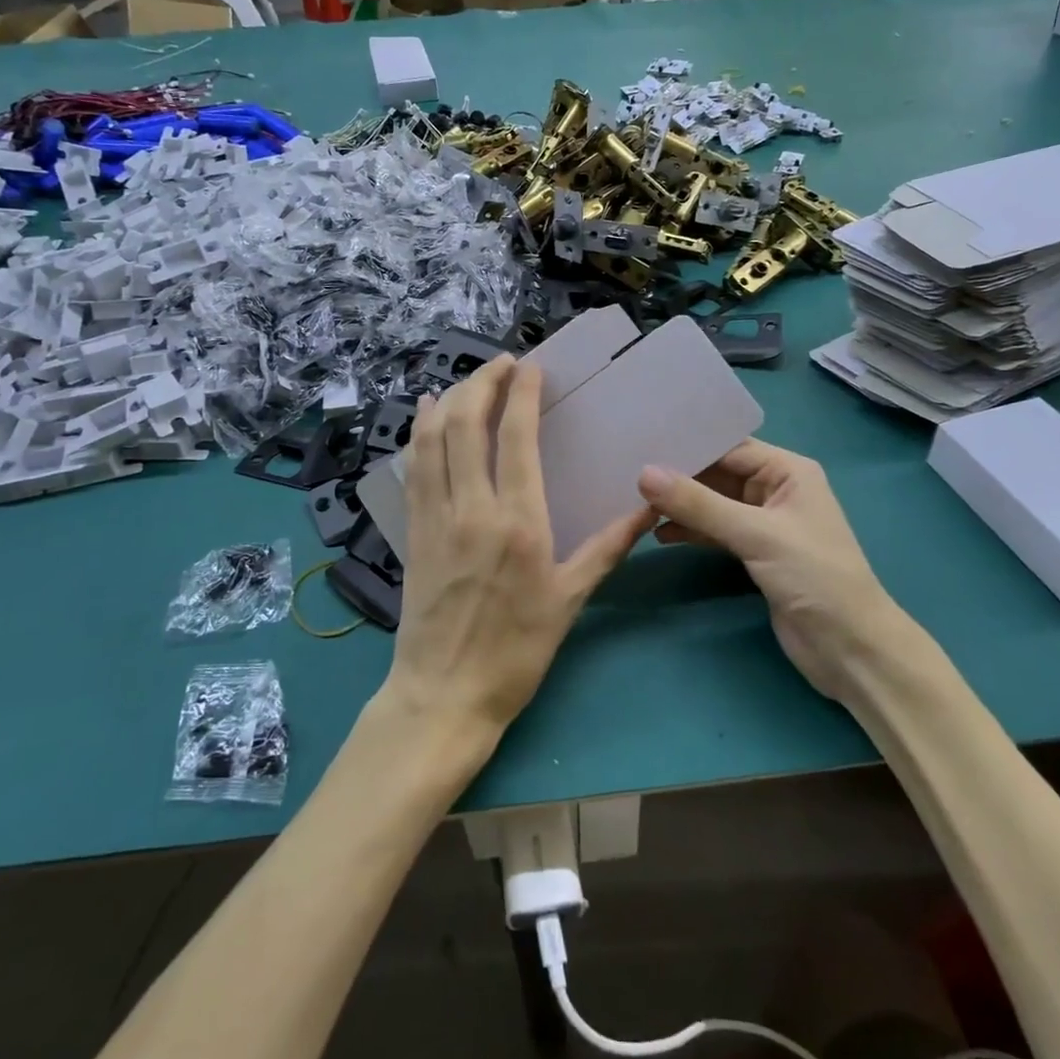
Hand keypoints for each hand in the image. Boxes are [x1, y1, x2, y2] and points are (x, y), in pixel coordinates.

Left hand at [382, 356, 652, 744]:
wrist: (443, 694)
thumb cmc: (516, 651)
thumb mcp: (571, 600)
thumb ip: (608, 547)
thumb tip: (648, 507)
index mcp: (518, 522)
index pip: (516, 437)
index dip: (521, 393)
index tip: (531, 367)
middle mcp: (472, 508)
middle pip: (466, 424)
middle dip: (482, 382)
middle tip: (503, 363)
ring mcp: (435, 517)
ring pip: (433, 438)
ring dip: (449, 399)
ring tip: (468, 379)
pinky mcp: (412, 530)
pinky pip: (413, 467)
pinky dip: (420, 432)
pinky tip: (426, 415)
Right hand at [637, 441, 905, 702]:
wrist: (850, 648)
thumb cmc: (814, 578)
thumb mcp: (756, 535)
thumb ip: (699, 504)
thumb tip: (644, 473)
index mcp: (789, 471)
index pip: (729, 448)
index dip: (688, 446)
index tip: (641, 444)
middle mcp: (776, 489)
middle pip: (718, 474)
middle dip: (678, 475)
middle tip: (628, 471)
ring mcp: (764, 522)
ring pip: (713, 503)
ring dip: (680, 505)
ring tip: (636, 503)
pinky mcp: (754, 552)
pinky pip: (714, 530)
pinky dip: (690, 530)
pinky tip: (659, 533)